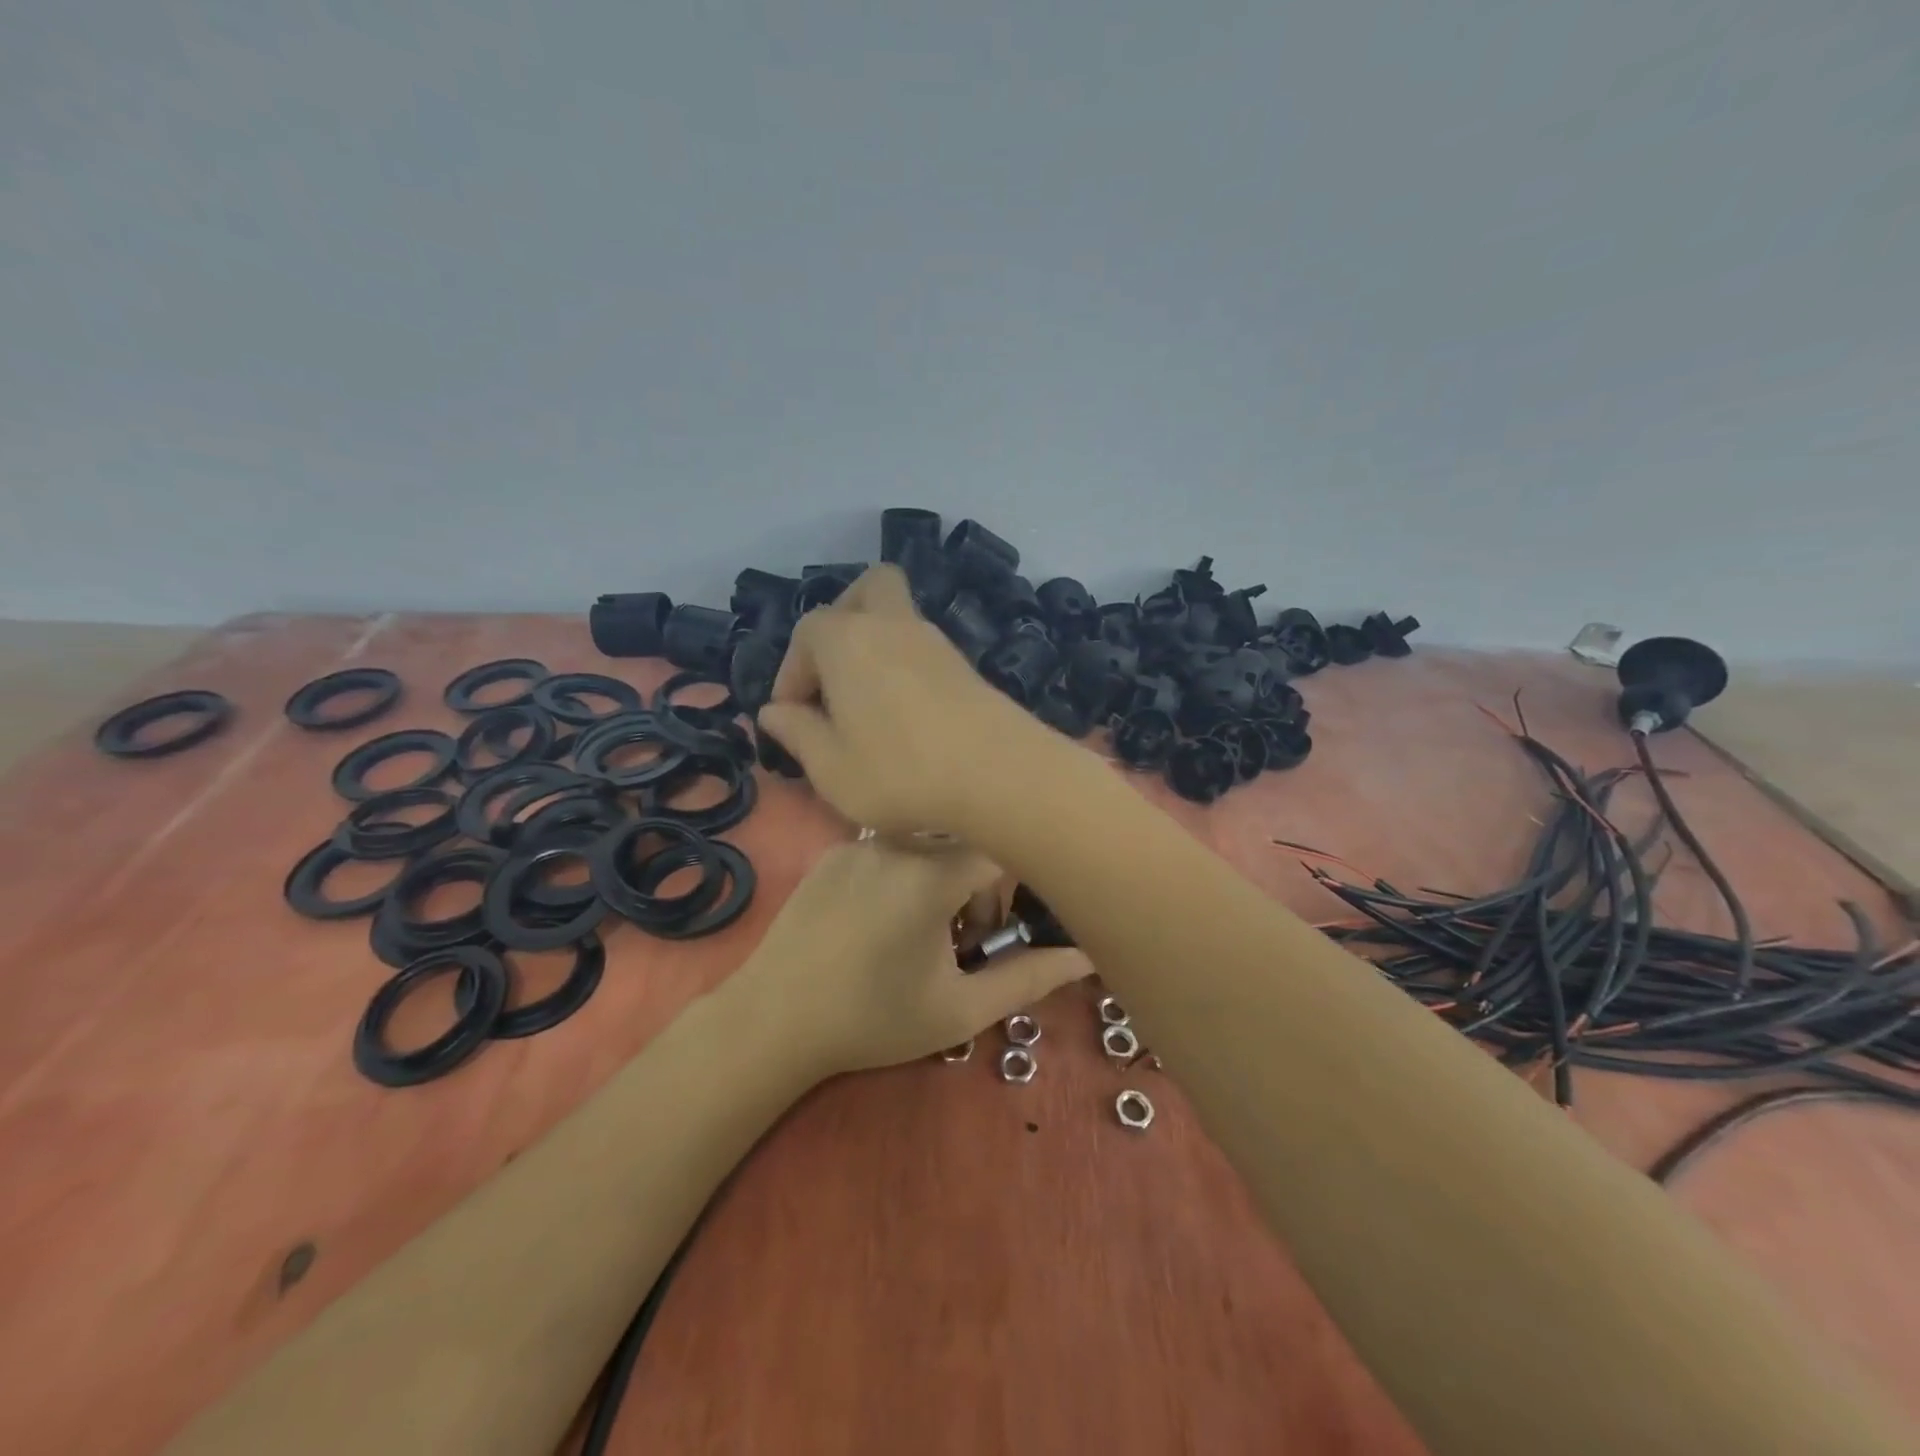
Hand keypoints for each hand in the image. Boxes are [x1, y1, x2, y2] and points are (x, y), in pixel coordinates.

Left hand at [723, 840, 1090, 1075]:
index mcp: (931, 872)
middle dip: (975, 885)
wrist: (772, 1022)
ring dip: (938, 876)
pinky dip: (902, 871)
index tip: (989, 934)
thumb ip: (1030, 979)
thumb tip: (1086, 957)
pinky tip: (878, 919)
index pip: (1000, 848)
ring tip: (918, 929)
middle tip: (956, 940)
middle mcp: (897, 839)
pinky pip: (888, 844)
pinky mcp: (832, 850)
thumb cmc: (872, 1020)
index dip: (1007, 890)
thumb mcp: (959, 1009)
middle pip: (964, 841)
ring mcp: (859, 840)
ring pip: (926, 840)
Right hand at [757, 565, 1061, 837]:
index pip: (806, 634)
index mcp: (847, 640)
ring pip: (899, 617)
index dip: (791, 673)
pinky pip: (923, 648)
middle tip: (833, 672)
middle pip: (867, 590)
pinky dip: (904, 665)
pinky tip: (904, 713)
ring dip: (876, 646)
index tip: (791, 716)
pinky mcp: (966, 665)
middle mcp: (892, 625)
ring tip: (867, 704)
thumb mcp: (831, 768)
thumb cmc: (900, 772)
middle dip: (842, 621)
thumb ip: (797, 733)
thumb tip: (774, 712)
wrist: (1000, 775)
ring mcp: (936, 641)